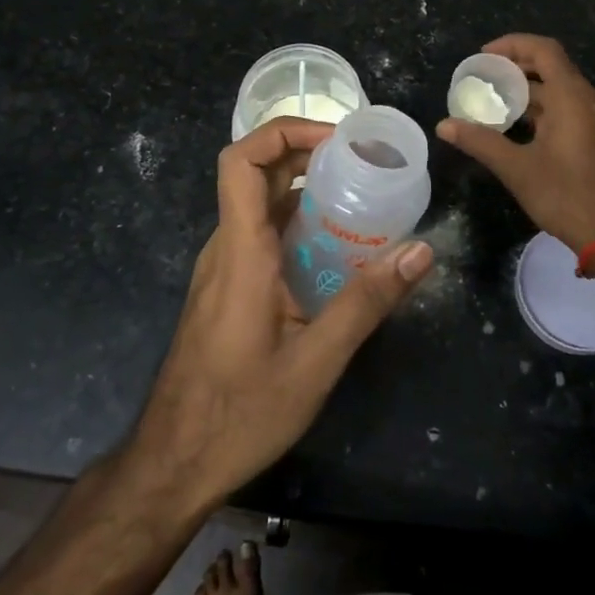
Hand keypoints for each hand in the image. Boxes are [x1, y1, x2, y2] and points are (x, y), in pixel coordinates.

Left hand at [128, 117, 434, 510]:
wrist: (173, 463)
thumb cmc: (240, 412)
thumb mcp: (315, 362)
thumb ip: (367, 303)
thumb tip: (420, 251)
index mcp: (241, 250)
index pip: (241, 161)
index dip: (284, 131)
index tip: (337, 140)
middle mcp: (227, 246)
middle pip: (257, 173)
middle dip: (308, 153)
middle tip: (363, 163)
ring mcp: (223, 266)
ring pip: (261, 203)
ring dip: (305, 188)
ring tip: (359, 198)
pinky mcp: (228, 286)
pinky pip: (261, 233)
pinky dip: (297, 222)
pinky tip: (336, 250)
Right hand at [437, 34, 594, 253]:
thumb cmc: (568, 197)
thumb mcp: (518, 169)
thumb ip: (480, 142)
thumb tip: (444, 126)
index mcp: (572, 97)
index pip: (543, 50)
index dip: (512, 45)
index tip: (483, 57)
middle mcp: (591, 100)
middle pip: (553, 67)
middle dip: (517, 68)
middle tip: (484, 79)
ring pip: (562, 90)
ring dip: (530, 91)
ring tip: (497, 103)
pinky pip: (572, 109)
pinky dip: (546, 108)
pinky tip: (523, 129)